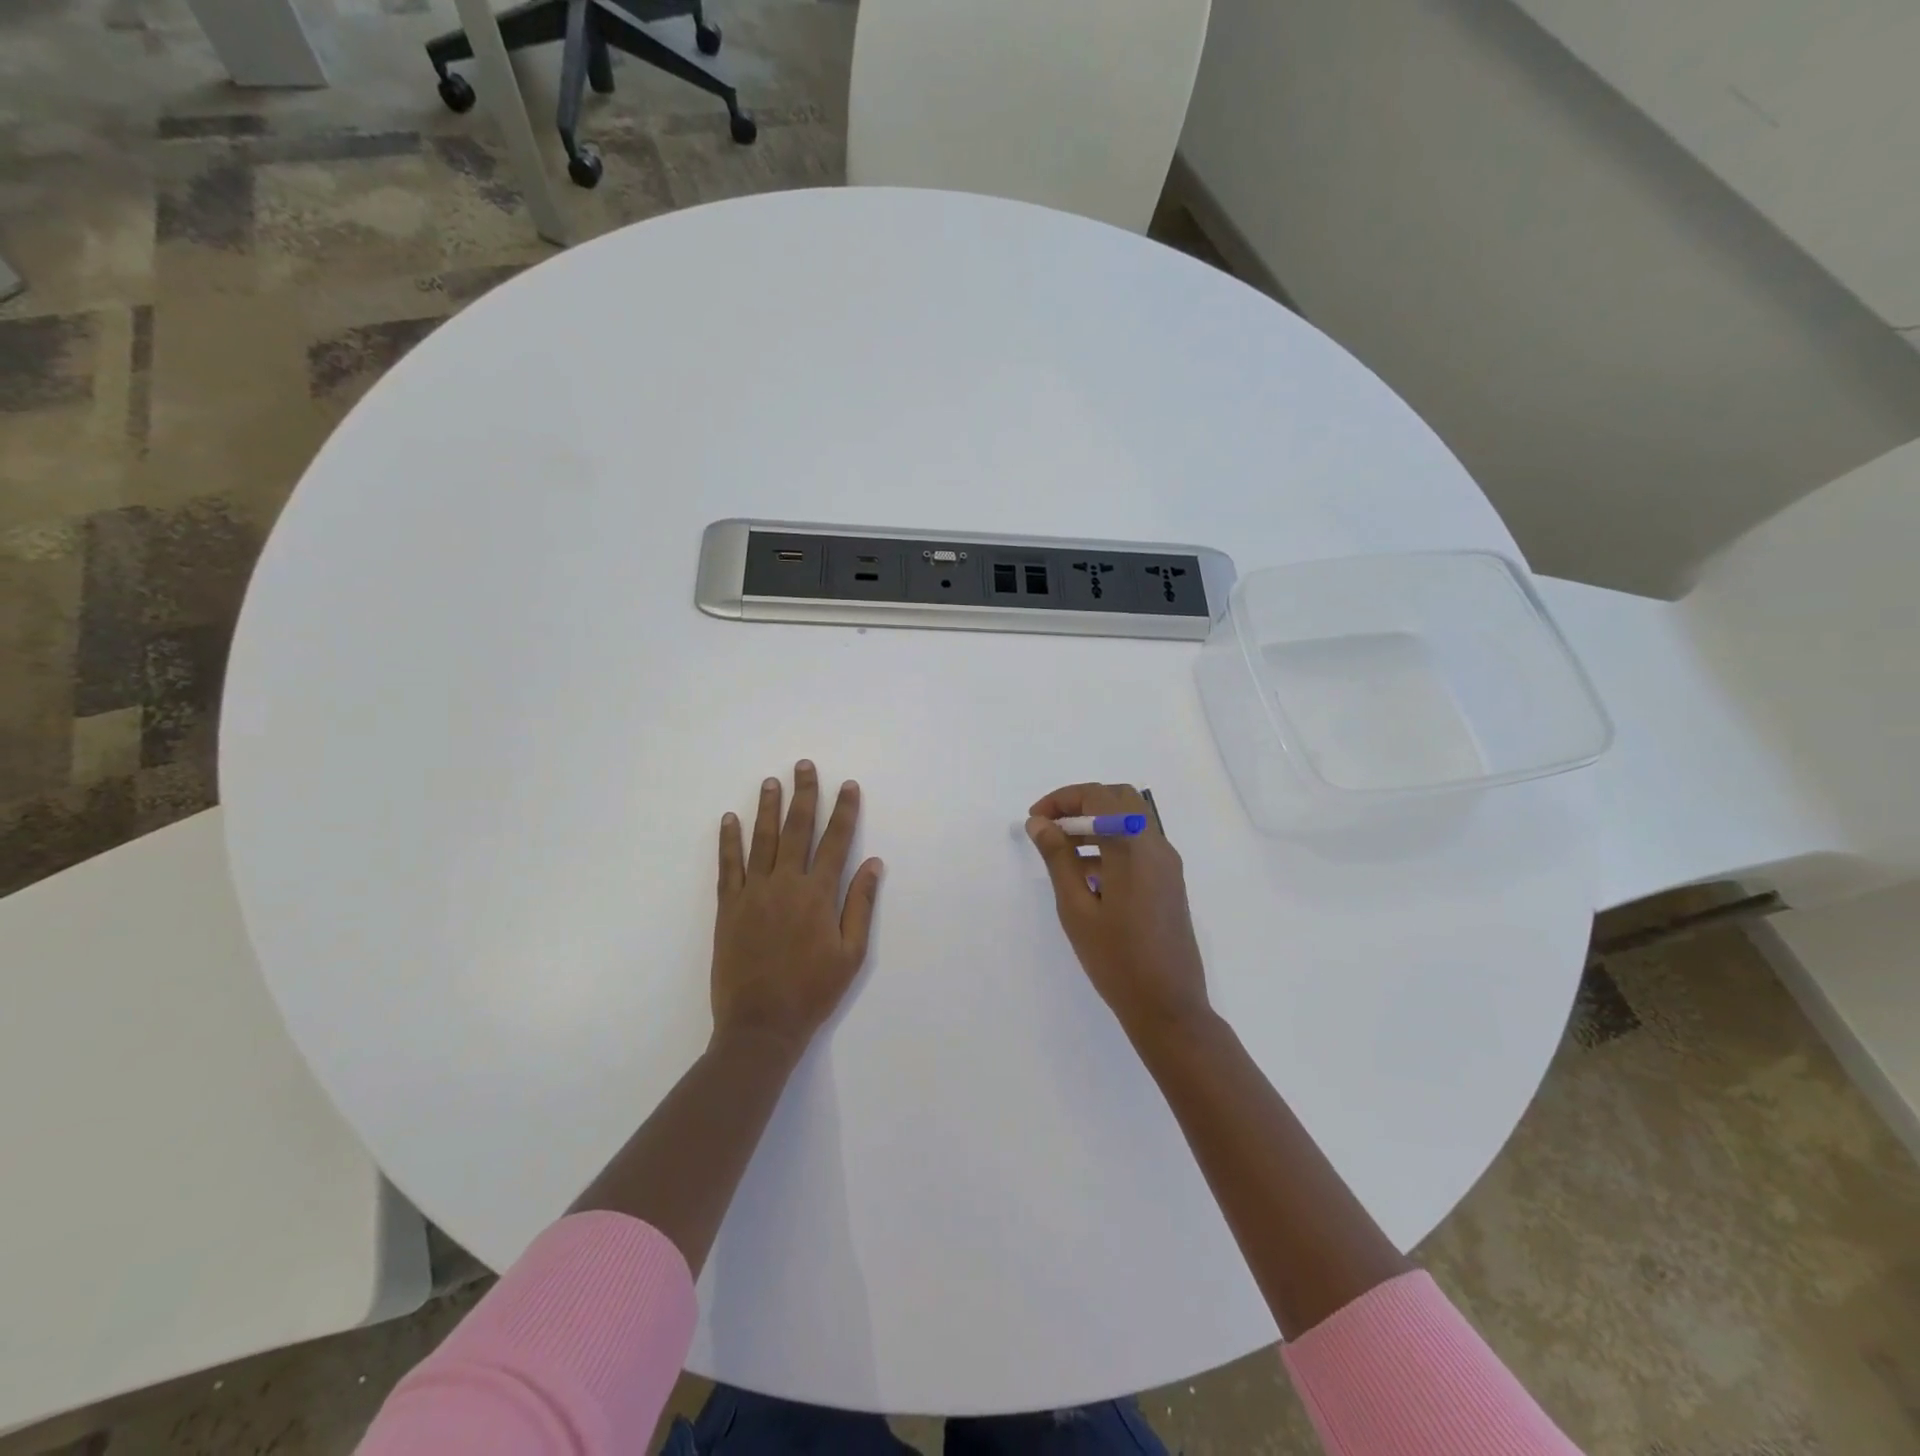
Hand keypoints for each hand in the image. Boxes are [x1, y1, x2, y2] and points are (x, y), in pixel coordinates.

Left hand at [712, 761, 882, 1049]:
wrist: (760, 1025)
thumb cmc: (813, 992)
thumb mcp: (851, 954)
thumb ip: (860, 905)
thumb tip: (873, 864)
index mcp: (818, 894)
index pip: (836, 841)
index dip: (844, 811)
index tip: (848, 785)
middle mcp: (785, 884)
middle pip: (797, 829)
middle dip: (804, 795)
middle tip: (804, 766)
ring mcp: (753, 893)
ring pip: (762, 840)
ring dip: (767, 808)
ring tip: (771, 781)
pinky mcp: (728, 907)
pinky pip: (728, 866)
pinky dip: (728, 840)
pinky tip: (729, 819)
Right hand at [1026, 783, 1211, 1045]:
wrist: (1169, 1007)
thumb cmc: (1116, 959)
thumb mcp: (1076, 908)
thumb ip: (1058, 859)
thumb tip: (1040, 823)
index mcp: (1133, 847)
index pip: (1098, 796)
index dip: (1062, 799)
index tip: (1035, 821)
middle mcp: (1156, 845)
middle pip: (1119, 798)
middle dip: (1080, 804)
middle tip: (1049, 828)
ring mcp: (1167, 863)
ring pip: (1130, 820)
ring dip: (1096, 823)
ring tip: (1061, 851)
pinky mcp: (1170, 881)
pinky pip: (1139, 844)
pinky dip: (1111, 842)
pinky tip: (1086, 874)